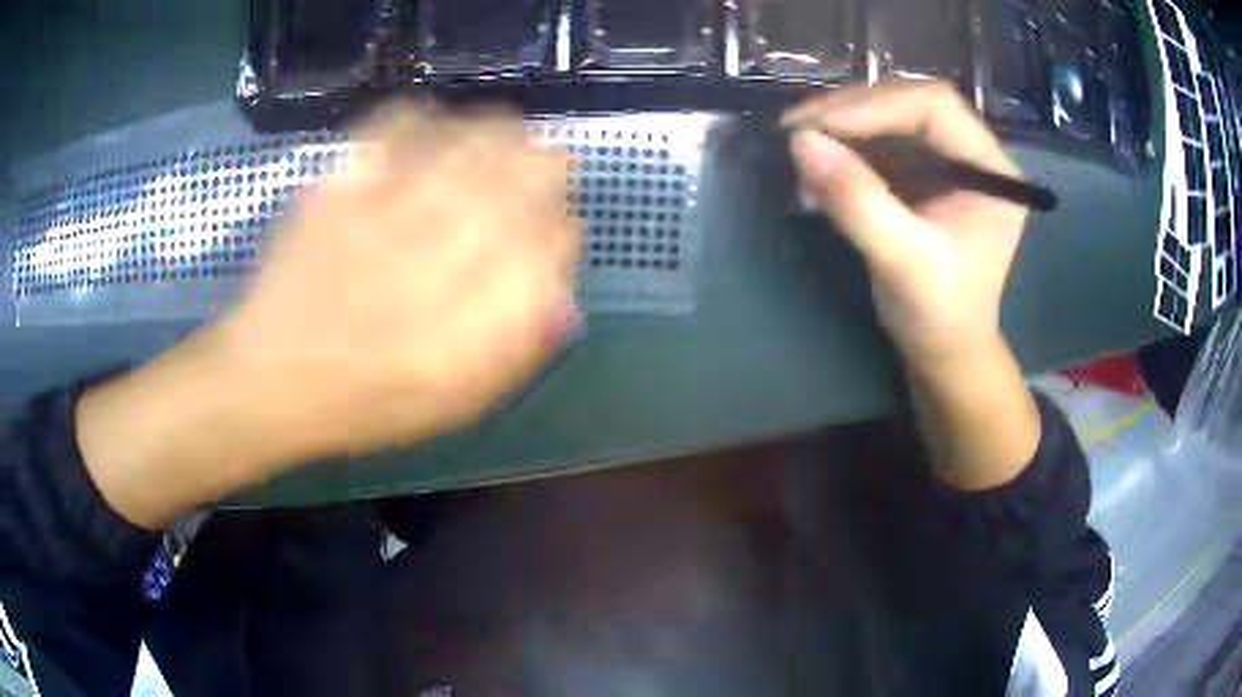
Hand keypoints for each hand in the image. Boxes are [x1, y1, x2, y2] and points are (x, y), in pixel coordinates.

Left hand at [226, 103, 579, 453]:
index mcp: (475, 316)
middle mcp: (442, 252)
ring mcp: (388, 211)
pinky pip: (396, 128)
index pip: (552, 243)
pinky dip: (424, 117)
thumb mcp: (457, 400)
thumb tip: (562, 292)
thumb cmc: (369, 401)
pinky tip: (434, 124)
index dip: (562, 228)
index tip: (558, 228)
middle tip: (545, 165)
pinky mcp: (341, 188)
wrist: (273, 379)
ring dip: (498, 133)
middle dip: (546, 166)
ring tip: (504, 134)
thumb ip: (516, 346)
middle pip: (522, 175)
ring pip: (470, 141)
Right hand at [783, 80, 1027, 371]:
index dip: (875, 105)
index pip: (935, 106)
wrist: (944, 352)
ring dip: (842, 127)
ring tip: (800, 146)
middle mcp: (973, 154)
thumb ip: (857, 201)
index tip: (818, 125)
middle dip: (852, 111)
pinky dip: (845, 149)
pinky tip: (817, 166)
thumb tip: (800, 141)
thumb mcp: (902, 261)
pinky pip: (881, 143)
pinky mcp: (924, 175)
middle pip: (909, 103)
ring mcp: (948, 162)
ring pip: (890, 118)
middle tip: (797, 129)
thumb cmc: (939, 315)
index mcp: (991, 170)